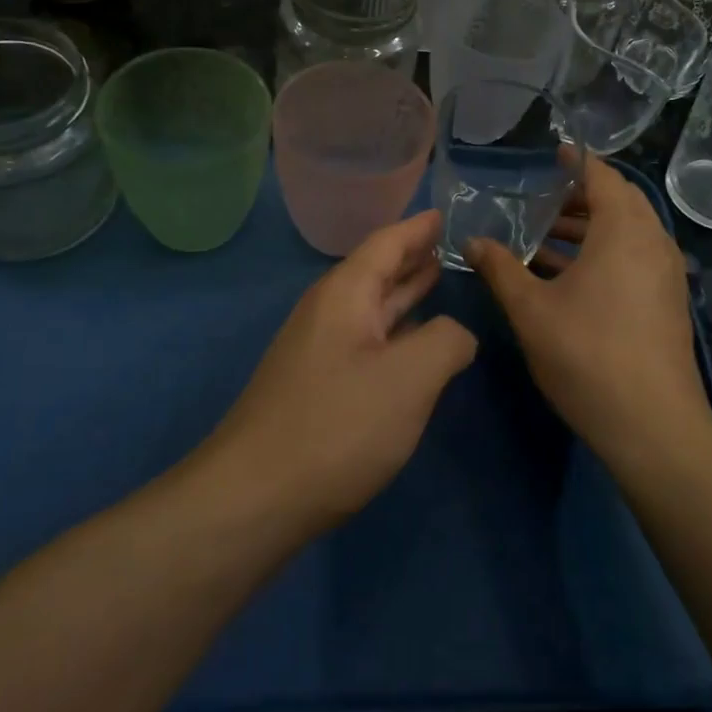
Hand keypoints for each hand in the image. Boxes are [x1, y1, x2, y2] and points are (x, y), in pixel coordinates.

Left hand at [205, 210, 476, 532]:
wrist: (254, 498)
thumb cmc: (338, 425)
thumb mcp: (410, 377)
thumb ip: (447, 341)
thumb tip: (456, 335)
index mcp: (346, 294)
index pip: (386, 243)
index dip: (418, 228)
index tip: (444, 213)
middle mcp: (328, 313)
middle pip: (376, 271)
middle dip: (412, 257)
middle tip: (450, 244)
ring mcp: (318, 351)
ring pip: (370, 309)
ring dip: (404, 293)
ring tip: (437, 278)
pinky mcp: (317, 387)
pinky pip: (365, 341)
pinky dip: (395, 331)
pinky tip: (413, 343)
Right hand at [468, 156, 711, 471]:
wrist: (653, 426)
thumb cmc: (587, 355)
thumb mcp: (531, 309)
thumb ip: (500, 269)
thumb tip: (472, 241)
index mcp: (624, 230)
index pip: (602, 176)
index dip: (577, 161)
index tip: (553, 152)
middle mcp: (653, 242)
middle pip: (618, 202)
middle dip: (579, 197)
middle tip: (541, 200)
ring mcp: (666, 274)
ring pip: (626, 233)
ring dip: (588, 229)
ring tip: (543, 240)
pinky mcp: (667, 302)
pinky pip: (634, 259)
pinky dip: (603, 254)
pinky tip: (567, 278)